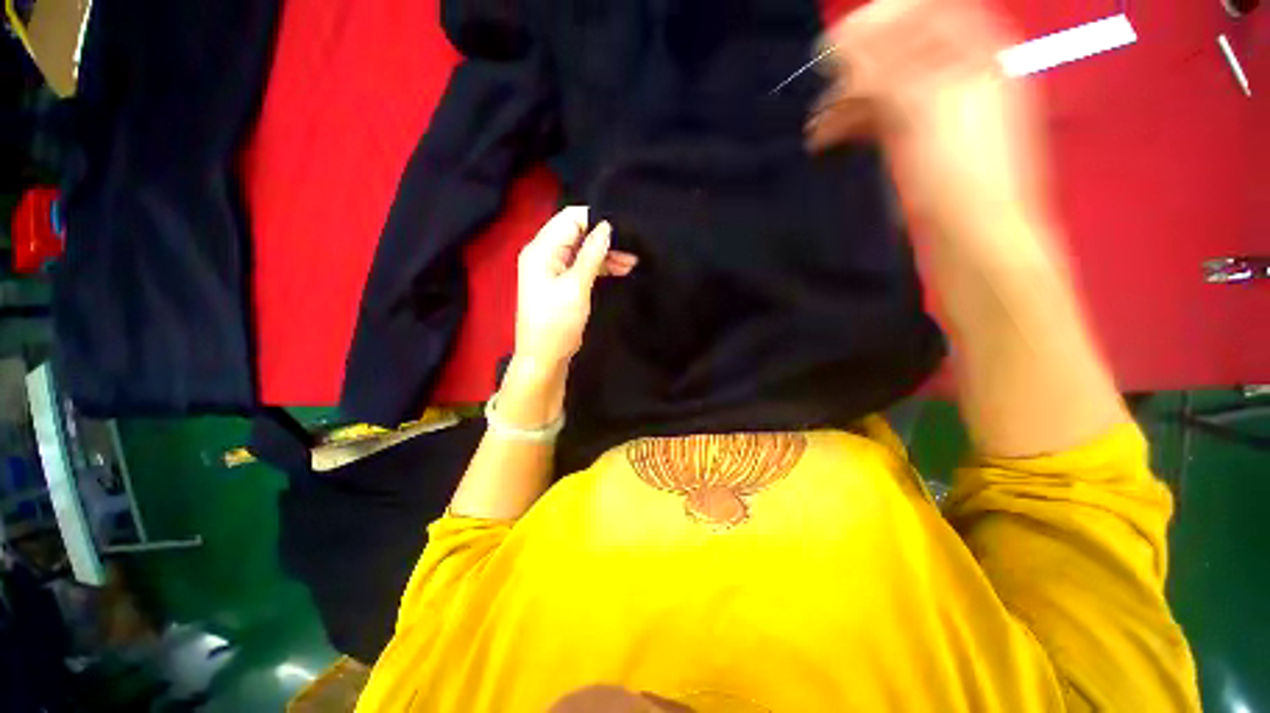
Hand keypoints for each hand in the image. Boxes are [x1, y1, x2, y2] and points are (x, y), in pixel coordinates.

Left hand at [514, 206, 637, 367]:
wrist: (544, 357)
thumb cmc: (556, 323)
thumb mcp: (576, 287)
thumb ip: (591, 255)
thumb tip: (606, 227)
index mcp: (541, 249)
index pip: (569, 218)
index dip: (596, 219)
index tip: (622, 228)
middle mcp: (544, 254)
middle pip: (576, 233)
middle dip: (604, 238)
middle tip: (632, 247)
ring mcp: (552, 269)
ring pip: (582, 250)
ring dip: (605, 254)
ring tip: (631, 261)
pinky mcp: (561, 282)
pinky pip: (581, 266)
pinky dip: (599, 267)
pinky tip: (620, 269)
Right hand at [806, 0, 1049, 245]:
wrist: (973, 238)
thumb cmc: (957, 173)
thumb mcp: (924, 111)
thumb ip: (884, 70)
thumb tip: (840, 41)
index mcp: (976, 55)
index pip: (928, 11)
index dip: (883, 17)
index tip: (838, 40)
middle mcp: (958, 76)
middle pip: (903, 51)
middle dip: (859, 67)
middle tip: (821, 87)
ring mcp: (938, 112)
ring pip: (888, 90)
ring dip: (850, 102)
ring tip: (816, 127)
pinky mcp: (919, 144)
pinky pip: (884, 120)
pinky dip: (855, 126)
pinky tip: (828, 139)